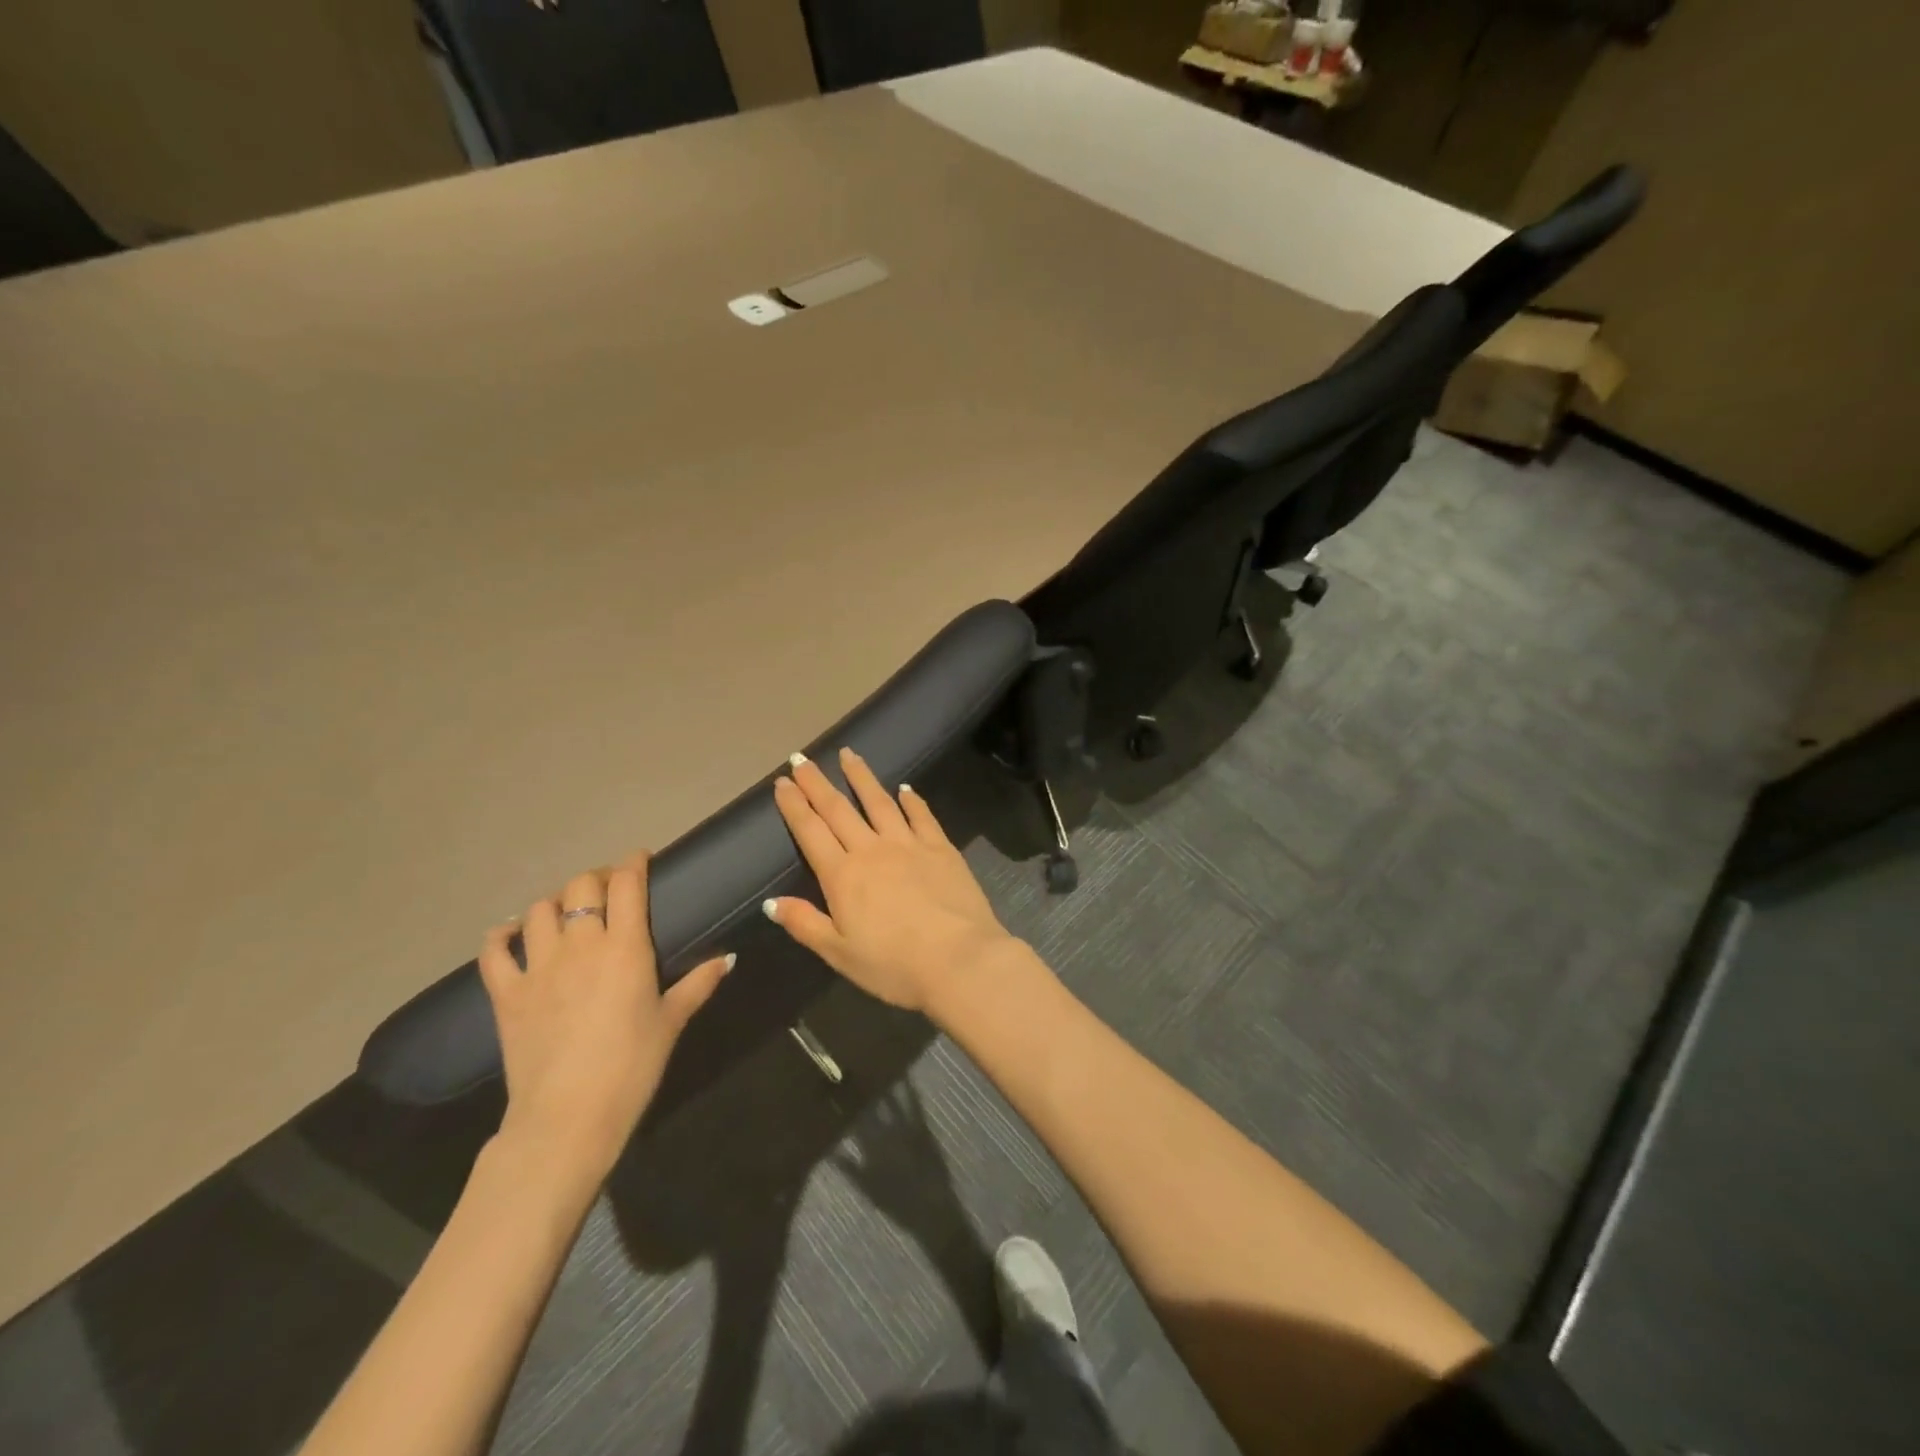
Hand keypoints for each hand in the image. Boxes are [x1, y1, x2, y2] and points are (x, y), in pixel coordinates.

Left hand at [478, 853, 731, 1184]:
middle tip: (607, 891)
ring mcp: (538, 967)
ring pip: (538, 910)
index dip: (633, 863)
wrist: (568, 1117)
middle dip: (595, 879)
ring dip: (554, 902)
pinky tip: (511, 934)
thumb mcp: (672, 1022)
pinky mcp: (506, 993)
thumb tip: (727, 958)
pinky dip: (501, 935)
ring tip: (565, 912)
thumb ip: (698, 983)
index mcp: (625, 947)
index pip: (627, 884)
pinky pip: (493, 951)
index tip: (640, 860)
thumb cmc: (631, 1066)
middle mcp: (580, 945)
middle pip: (580, 886)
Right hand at [766, 749, 1019, 1015]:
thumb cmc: (893, 965)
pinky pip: (922, 816)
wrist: (959, 960)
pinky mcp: (941, 848)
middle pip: (839, 809)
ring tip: (848, 755)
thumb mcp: (839, 953)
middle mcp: (872, 850)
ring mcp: (909, 844)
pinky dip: (912, 800)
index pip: (811, 832)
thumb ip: (805, 924)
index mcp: (843, 876)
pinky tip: (905, 788)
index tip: (783, 782)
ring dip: (861, 778)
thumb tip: (771, 902)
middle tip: (803, 759)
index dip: (795, 806)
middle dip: (818, 784)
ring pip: (879, 802)